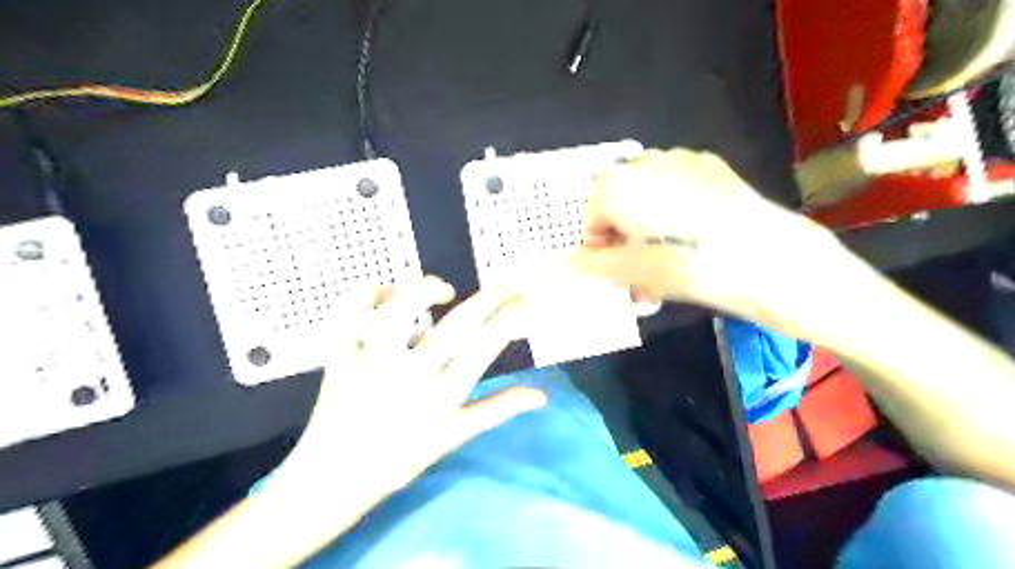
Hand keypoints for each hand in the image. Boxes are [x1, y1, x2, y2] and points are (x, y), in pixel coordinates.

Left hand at [275, 277, 543, 498]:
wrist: (334, 478)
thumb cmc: (400, 458)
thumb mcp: (454, 437)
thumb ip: (497, 410)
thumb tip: (541, 395)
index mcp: (440, 398)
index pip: (483, 348)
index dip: (509, 319)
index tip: (525, 300)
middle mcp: (408, 377)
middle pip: (455, 325)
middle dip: (489, 297)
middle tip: (508, 281)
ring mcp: (370, 364)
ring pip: (398, 314)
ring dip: (425, 290)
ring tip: (444, 290)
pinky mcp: (339, 357)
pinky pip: (346, 315)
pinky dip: (364, 293)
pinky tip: (385, 291)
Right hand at [568, 148, 826, 321]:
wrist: (783, 263)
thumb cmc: (705, 270)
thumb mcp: (644, 274)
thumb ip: (600, 264)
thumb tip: (569, 263)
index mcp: (631, 185)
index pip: (592, 205)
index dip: (594, 237)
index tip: (607, 265)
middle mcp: (654, 163)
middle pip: (616, 194)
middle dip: (616, 230)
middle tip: (630, 265)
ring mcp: (685, 162)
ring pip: (643, 189)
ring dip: (638, 221)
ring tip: (656, 256)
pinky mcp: (711, 169)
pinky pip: (670, 185)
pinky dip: (663, 210)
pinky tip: (681, 237)